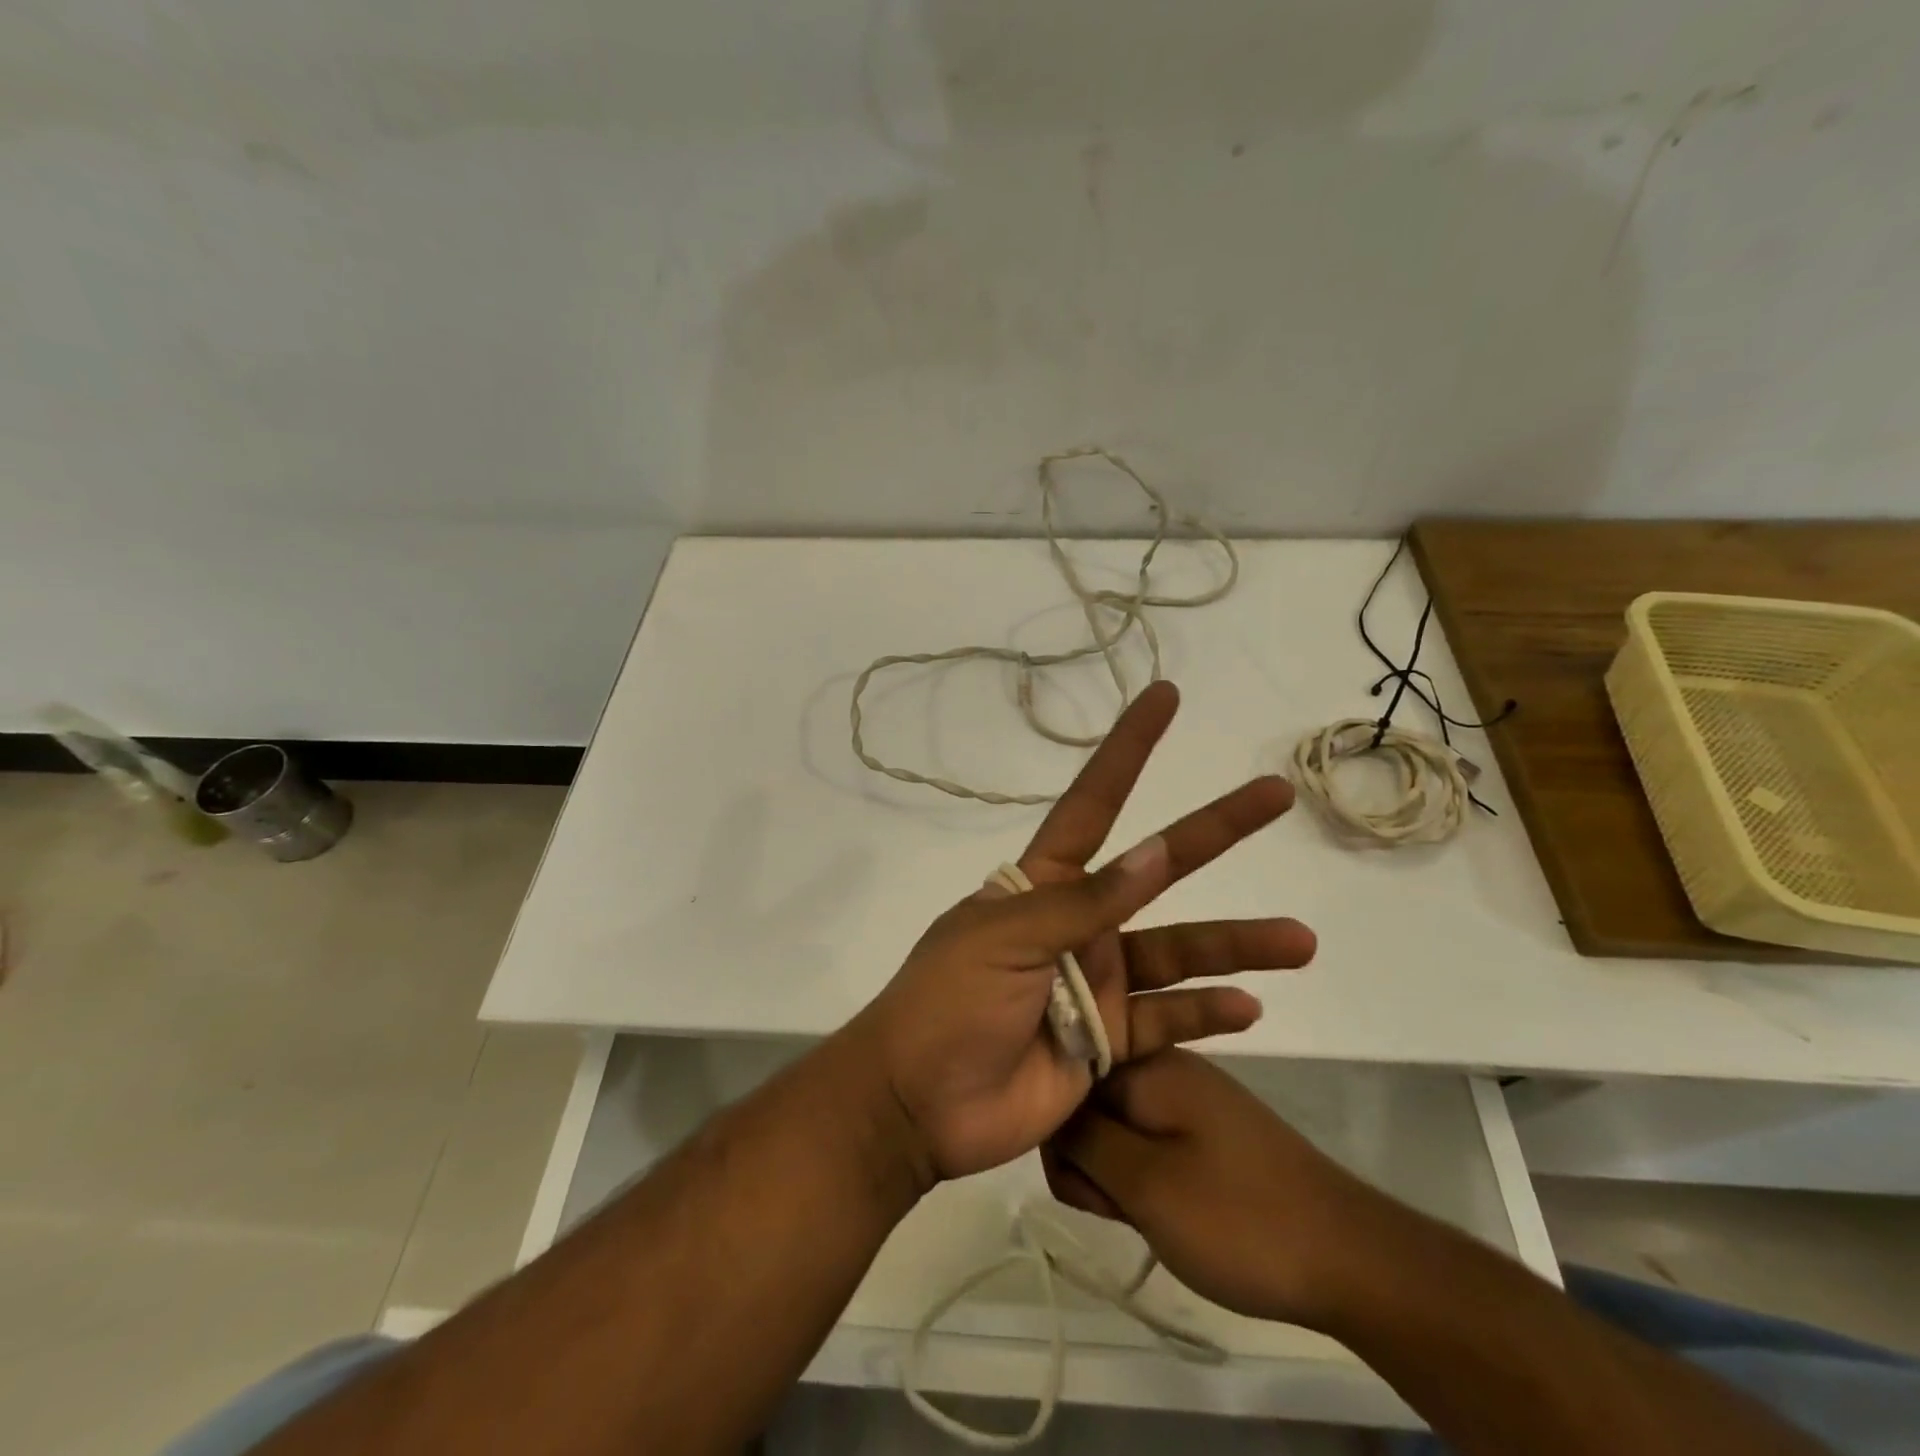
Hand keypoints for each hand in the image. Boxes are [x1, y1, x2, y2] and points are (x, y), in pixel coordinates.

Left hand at [847, 681, 1315, 1182]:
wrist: (919, 1103)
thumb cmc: (947, 1002)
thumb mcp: (1005, 938)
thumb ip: (1084, 902)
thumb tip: (1155, 850)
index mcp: (1044, 884)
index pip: (1094, 802)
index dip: (1129, 749)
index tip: (1165, 697)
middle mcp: (1080, 923)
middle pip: (1159, 869)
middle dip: (1216, 830)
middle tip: (1276, 795)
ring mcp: (1100, 982)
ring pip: (1181, 952)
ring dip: (1239, 945)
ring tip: (1300, 940)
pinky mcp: (1111, 1041)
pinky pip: (1171, 1021)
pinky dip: (1208, 1014)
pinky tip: (1250, 1008)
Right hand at [1045, 1049, 1367, 1327]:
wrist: (1352, 1260)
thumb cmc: (1241, 1219)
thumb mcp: (1146, 1183)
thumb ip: (1083, 1141)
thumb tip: (1045, 1109)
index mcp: (1148, 1062)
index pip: (1066, 1077)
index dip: (1060, 1133)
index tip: (1084, 1183)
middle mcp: (1164, 1065)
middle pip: (1088, 1102)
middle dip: (1088, 1159)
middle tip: (1121, 1206)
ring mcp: (1187, 1097)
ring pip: (1116, 1128)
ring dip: (1116, 1174)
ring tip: (1147, 1216)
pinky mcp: (1204, 1130)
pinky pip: (1148, 1143)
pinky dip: (1142, 1178)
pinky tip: (1162, 1213)